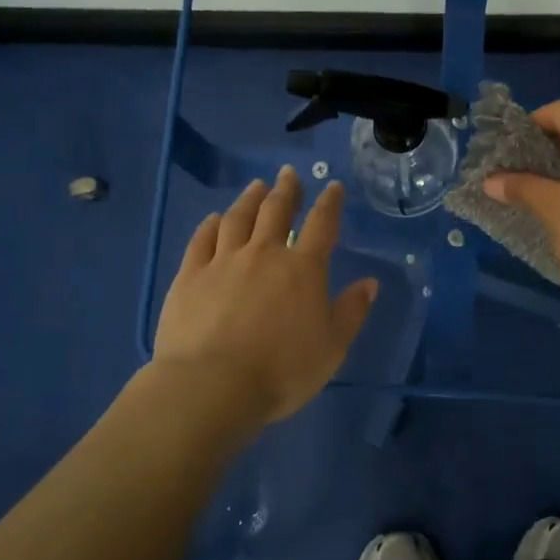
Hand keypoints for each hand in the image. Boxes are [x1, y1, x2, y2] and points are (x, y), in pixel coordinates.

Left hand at [155, 166, 378, 424]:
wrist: (213, 386)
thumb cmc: (282, 370)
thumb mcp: (331, 348)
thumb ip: (351, 312)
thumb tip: (370, 282)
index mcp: (302, 269)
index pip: (321, 225)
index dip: (330, 203)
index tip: (333, 187)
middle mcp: (263, 254)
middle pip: (276, 211)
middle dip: (286, 189)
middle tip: (288, 173)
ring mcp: (223, 262)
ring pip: (238, 219)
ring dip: (249, 199)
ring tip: (256, 186)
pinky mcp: (189, 276)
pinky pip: (202, 240)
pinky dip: (210, 225)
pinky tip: (214, 218)